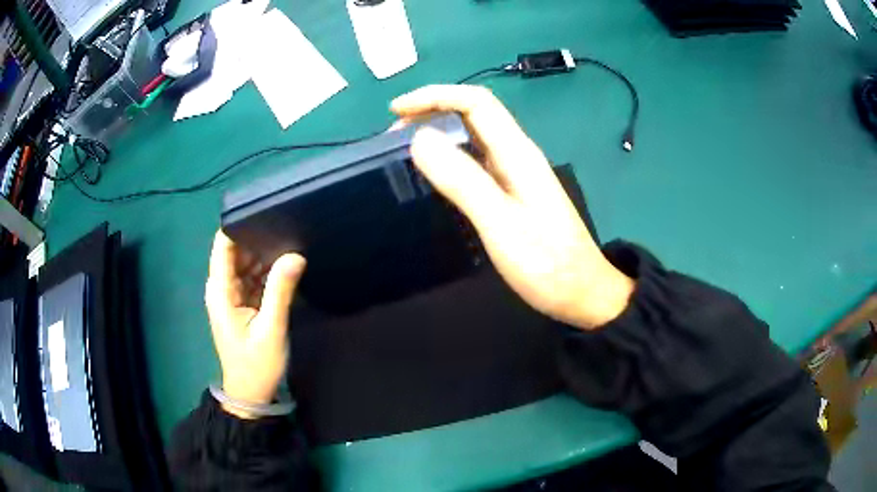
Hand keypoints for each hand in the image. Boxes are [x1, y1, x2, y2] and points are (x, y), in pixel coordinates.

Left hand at [204, 231, 305, 417]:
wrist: (251, 393)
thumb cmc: (256, 363)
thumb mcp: (271, 328)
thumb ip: (281, 290)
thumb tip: (296, 255)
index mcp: (221, 290)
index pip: (223, 246)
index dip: (239, 226)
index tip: (265, 213)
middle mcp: (222, 287)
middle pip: (236, 251)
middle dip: (258, 238)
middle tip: (287, 226)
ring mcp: (231, 295)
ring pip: (246, 263)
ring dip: (264, 255)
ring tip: (290, 240)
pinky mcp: (241, 303)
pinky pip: (252, 277)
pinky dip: (266, 271)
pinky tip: (285, 265)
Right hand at [391, 85, 633, 329]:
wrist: (581, 291)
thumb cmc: (546, 263)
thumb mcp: (501, 223)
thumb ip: (463, 180)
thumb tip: (420, 139)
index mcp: (517, 153)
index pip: (476, 102)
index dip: (435, 96)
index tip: (396, 111)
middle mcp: (517, 154)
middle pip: (473, 114)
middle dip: (432, 111)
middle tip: (393, 136)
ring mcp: (516, 173)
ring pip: (473, 137)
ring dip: (438, 134)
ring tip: (404, 151)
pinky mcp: (513, 192)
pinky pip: (476, 161)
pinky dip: (449, 158)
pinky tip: (434, 175)